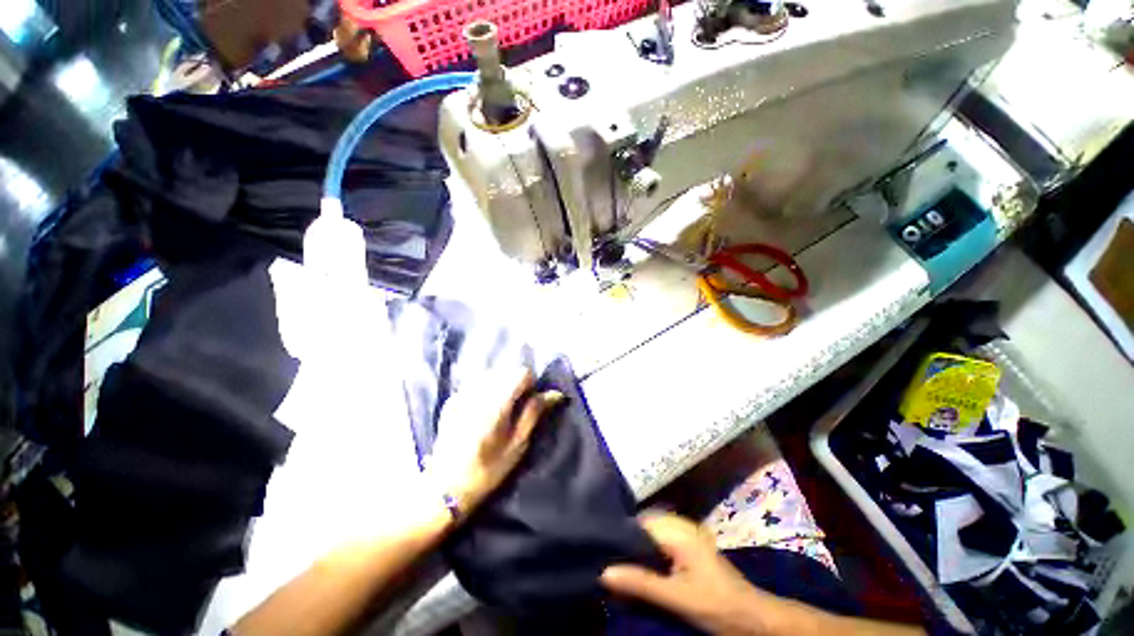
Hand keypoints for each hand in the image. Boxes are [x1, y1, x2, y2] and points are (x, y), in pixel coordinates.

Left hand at [426, 367, 563, 517]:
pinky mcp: (452, 399)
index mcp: (496, 403)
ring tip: (500, 409)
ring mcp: (461, 394)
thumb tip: (555, 393)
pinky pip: (476, 383)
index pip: (521, 372)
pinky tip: (482, 411)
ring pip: (491, 374)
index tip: (529, 402)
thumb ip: (534, 412)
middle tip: (515, 408)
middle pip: (506, 371)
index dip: (530, 384)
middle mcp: (478, 392)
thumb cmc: (488, 470)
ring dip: (501, 385)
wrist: (445, 488)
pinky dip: (486, 389)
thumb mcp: (518, 444)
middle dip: (516, 384)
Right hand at [601, 513, 771, 635]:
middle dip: (626, 543)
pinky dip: (648, 556)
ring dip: (636, 551)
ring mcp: (686, 537)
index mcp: (678, 531)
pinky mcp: (689, 550)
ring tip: (617, 564)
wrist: (753, 619)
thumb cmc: (717, 605)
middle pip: (644, 528)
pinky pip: (661, 545)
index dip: (619, 533)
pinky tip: (639, 570)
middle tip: (606, 558)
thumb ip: (641, 583)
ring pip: (651, 537)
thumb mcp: (677, 597)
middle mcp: (681, 527)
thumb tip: (604, 573)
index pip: (640, 522)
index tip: (601, 547)